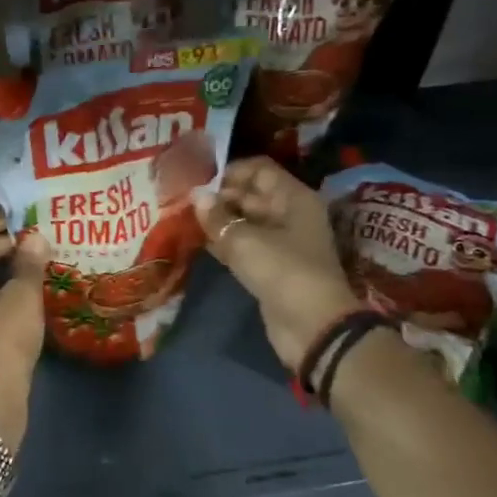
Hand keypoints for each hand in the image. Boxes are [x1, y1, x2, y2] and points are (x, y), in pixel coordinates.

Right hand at [195, 158, 360, 373]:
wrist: (311, 326)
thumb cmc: (282, 270)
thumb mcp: (244, 240)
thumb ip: (217, 217)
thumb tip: (196, 195)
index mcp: (293, 198)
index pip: (260, 170)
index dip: (230, 171)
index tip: (199, 180)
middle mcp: (290, 215)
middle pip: (252, 195)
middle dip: (220, 197)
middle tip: (184, 202)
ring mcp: (282, 244)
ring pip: (246, 223)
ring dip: (219, 222)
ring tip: (185, 220)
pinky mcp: (272, 268)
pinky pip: (245, 247)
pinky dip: (225, 244)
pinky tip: (199, 243)